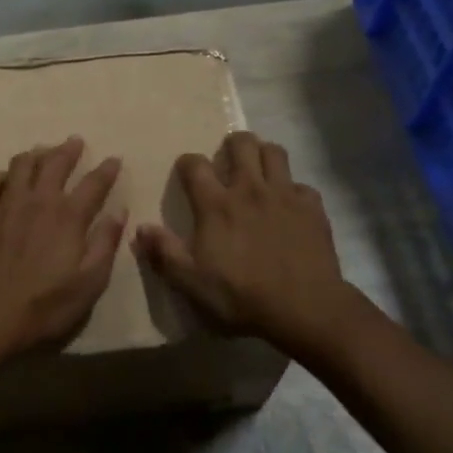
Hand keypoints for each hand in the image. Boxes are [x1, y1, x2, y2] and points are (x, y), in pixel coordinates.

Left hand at [0, 136, 125, 368]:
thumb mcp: (90, 283)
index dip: (107, 169)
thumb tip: (118, 211)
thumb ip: (105, 243)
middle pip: (54, 163)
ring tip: (42, 152)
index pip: (93, 183)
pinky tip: (3, 178)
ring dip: (34, 154)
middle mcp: (38, 201)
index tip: (114, 159)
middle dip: (68, 149)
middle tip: (75, 141)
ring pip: (20, 165)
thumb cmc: (46, 306)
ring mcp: (6, 206)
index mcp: (68, 216)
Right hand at [133, 131, 354, 357]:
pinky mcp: (312, 207)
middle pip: (242, 143)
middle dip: (232, 144)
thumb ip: (164, 252)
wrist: (305, 309)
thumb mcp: (191, 282)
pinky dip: (293, 190)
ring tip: (259, 170)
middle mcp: (249, 189)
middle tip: (228, 160)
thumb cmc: (242, 295)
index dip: (187, 163)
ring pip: (274, 152)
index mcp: (217, 205)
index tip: (187, 173)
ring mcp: (284, 195)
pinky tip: (290, 205)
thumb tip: (140, 228)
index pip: (195, 165)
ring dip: (264, 155)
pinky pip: (302, 185)